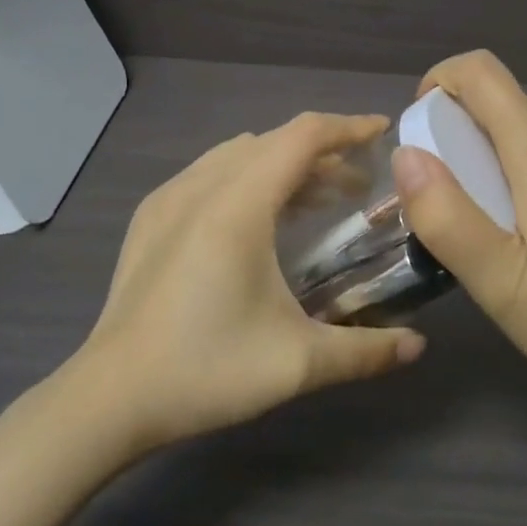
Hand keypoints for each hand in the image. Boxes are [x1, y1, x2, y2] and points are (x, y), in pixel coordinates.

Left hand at [79, 113, 426, 450]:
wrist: (109, 398)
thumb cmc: (206, 370)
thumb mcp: (296, 364)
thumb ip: (365, 350)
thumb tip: (417, 345)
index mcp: (238, 204)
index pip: (303, 136)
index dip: (347, 127)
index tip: (383, 131)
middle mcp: (202, 185)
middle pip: (274, 142)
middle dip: (322, 153)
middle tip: (358, 186)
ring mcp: (169, 197)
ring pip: (239, 154)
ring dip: (283, 164)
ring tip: (314, 201)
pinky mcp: (150, 216)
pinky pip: (210, 172)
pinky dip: (247, 176)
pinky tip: (257, 220)